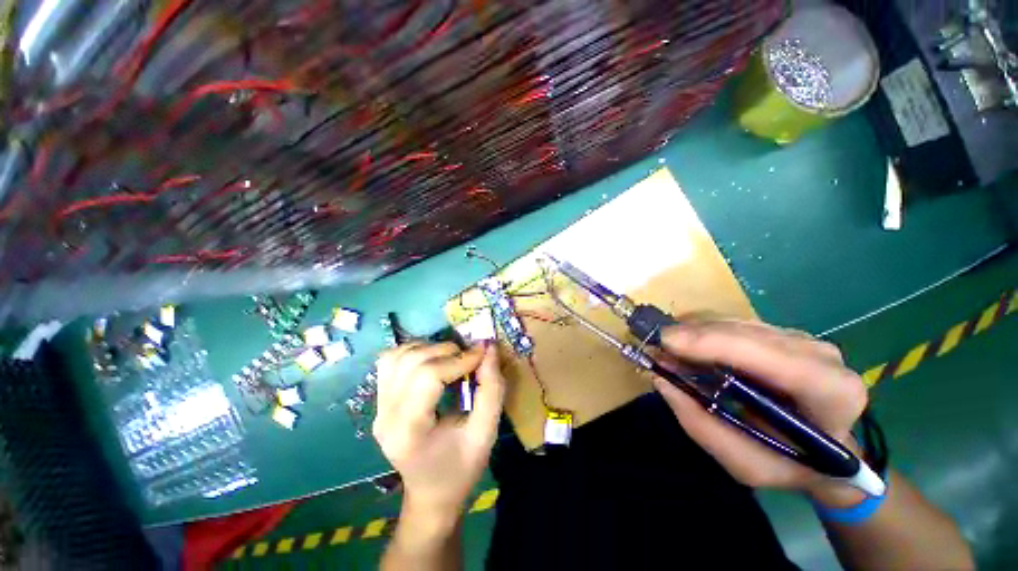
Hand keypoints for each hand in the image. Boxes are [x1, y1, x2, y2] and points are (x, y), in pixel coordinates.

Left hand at [373, 342, 505, 523]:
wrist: (431, 494)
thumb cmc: (461, 469)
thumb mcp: (485, 434)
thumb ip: (491, 390)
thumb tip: (490, 348)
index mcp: (408, 431)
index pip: (428, 377)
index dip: (458, 359)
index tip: (483, 355)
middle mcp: (385, 416)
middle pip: (411, 362)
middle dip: (447, 351)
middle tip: (470, 358)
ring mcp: (378, 408)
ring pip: (397, 356)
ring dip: (429, 348)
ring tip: (452, 358)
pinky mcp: (379, 401)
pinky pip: (390, 361)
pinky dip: (414, 352)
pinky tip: (432, 360)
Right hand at [653, 320, 868, 506]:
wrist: (829, 451)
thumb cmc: (792, 465)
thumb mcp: (747, 464)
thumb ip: (703, 426)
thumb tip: (661, 380)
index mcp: (830, 393)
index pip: (772, 358)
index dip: (715, 345)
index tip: (667, 342)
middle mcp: (821, 356)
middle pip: (746, 333)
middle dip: (693, 336)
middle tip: (655, 345)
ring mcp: (802, 339)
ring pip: (735, 322)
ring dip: (693, 331)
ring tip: (666, 348)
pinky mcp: (782, 333)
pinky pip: (734, 322)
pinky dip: (702, 329)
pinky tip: (685, 343)